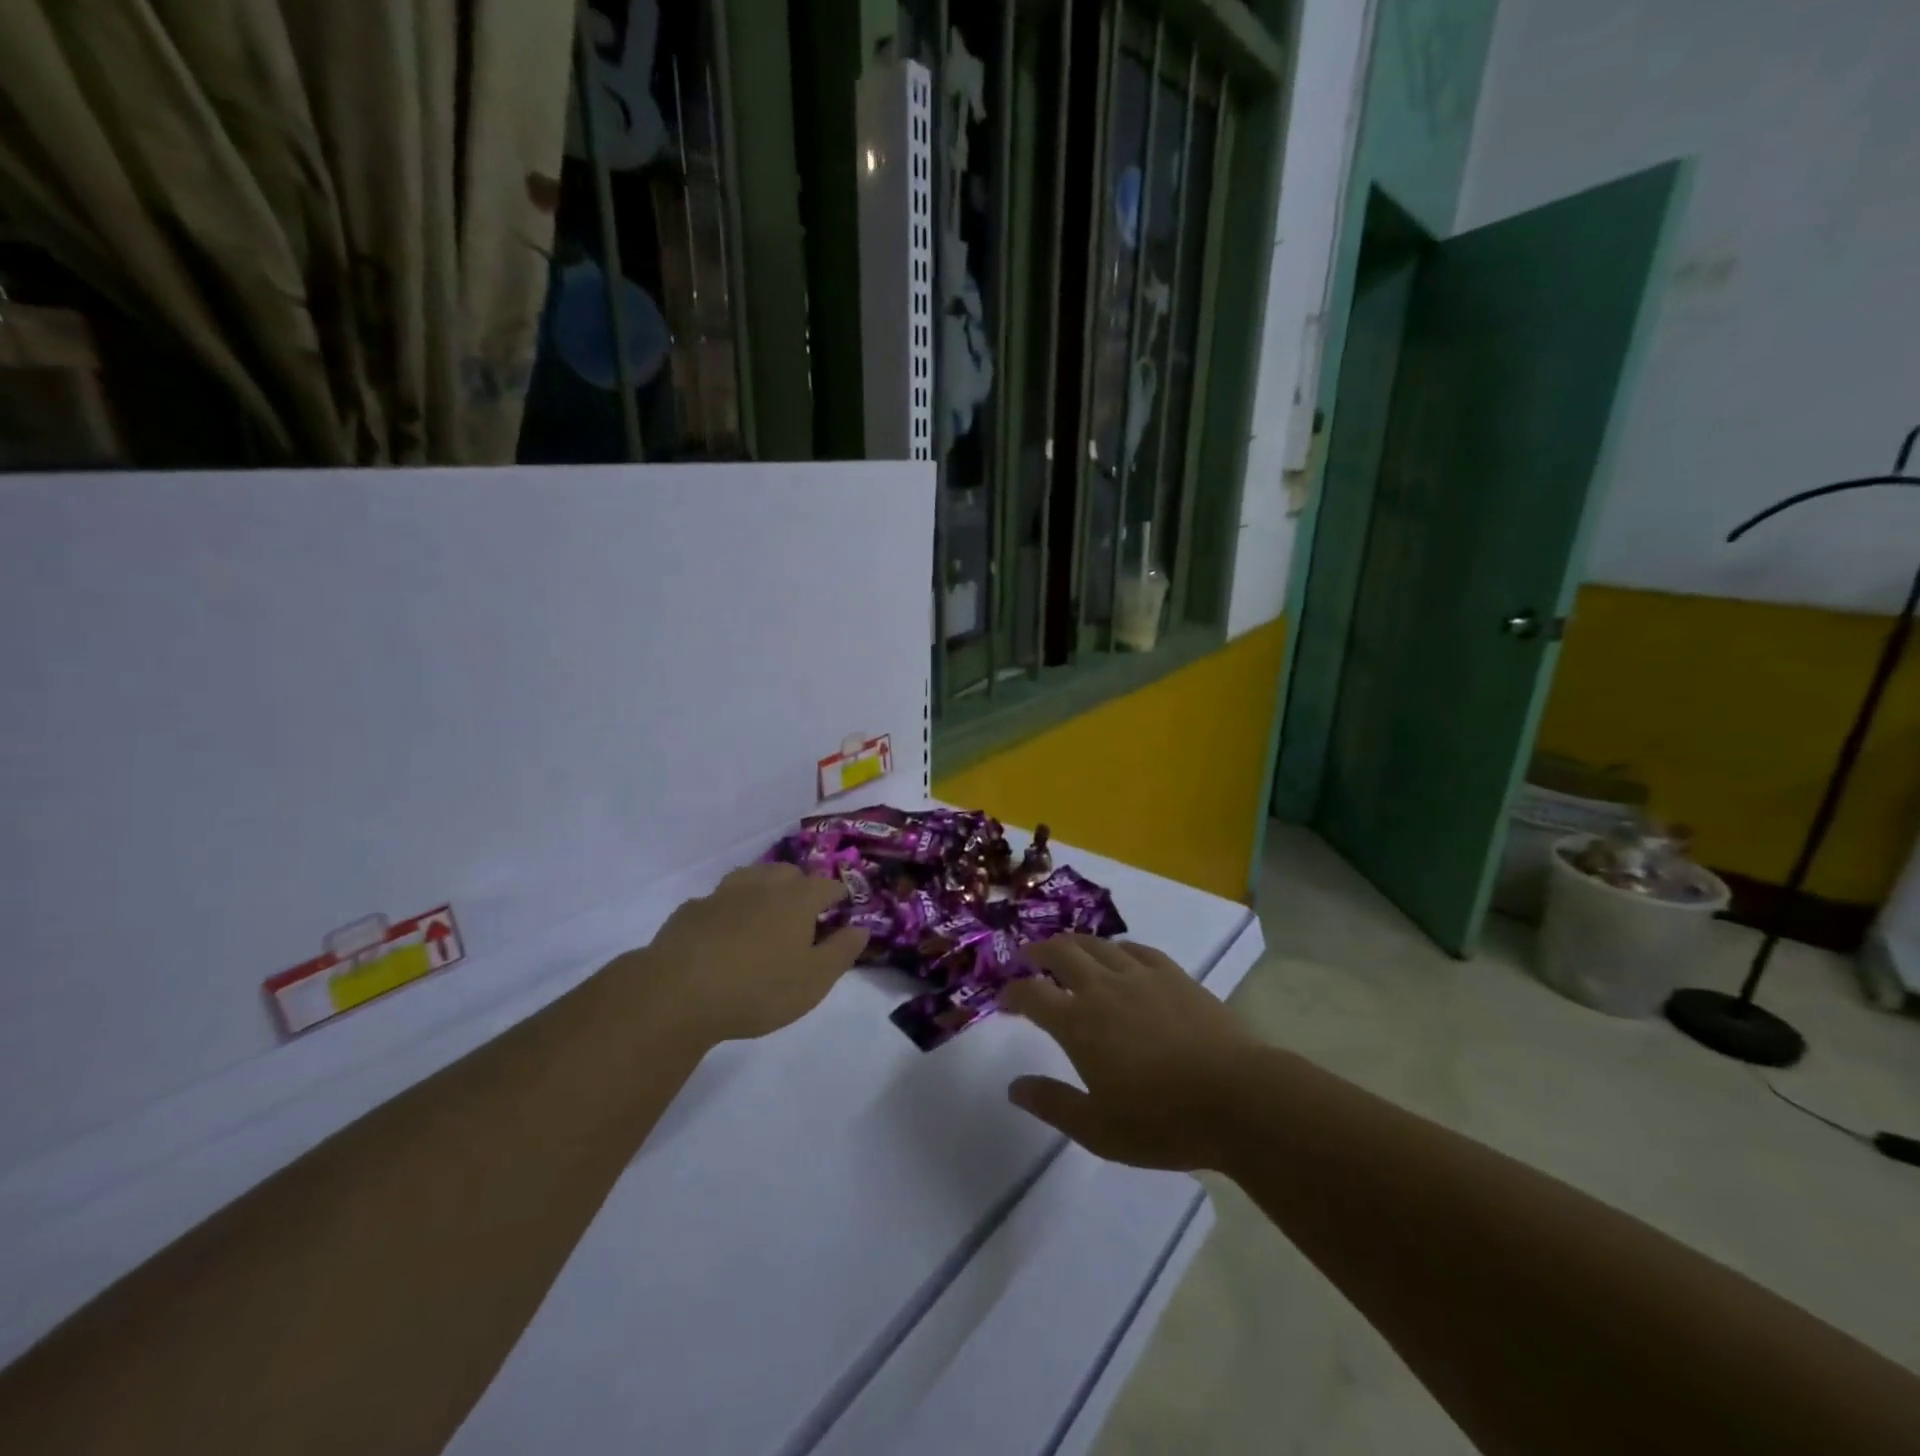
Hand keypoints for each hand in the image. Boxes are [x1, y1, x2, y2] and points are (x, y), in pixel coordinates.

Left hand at [641, 863, 867, 1043]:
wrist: (677, 993)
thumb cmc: (758, 988)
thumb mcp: (814, 980)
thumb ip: (842, 951)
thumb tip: (861, 928)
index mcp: (797, 900)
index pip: (827, 886)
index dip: (838, 894)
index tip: (843, 906)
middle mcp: (762, 886)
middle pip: (788, 873)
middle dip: (801, 886)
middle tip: (804, 912)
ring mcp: (723, 894)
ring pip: (751, 878)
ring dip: (763, 889)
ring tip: (765, 913)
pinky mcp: (691, 911)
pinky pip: (718, 901)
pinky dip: (728, 910)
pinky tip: (723, 931)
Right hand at [997, 936, 1258, 1170]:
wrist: (1236, 1098)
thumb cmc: (1162, 1121)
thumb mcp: (1098, 1129)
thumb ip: (1052, 1104)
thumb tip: (1014, 1087)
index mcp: (1078, 1024)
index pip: (1032, 994)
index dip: (1012, 992)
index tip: (1004, 997)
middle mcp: (1102, 989)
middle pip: (1061, 954)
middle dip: (1038, 952)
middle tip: (1029, 957)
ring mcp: (1140, 976)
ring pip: (1097, 945)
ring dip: (1074, 943)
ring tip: (1067, 950)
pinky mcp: (1173, 975)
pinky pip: (1137, 949)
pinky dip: (1118, 948)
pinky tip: (1119, 955)